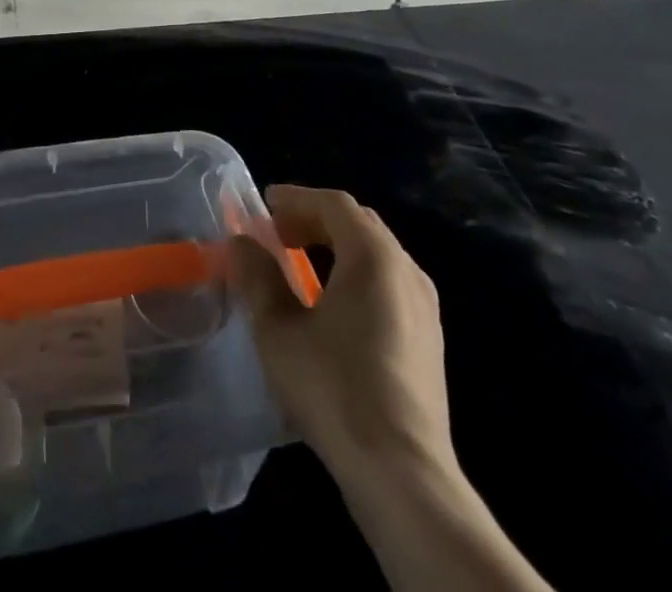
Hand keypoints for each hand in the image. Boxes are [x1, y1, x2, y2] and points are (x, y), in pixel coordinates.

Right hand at [233, 187, 553, 591]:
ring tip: (300, 265)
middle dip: (315, 220)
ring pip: (377, 254)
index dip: (296, 198)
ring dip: (336, 247)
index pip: (334, 204)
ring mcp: (424, 306)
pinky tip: (333, 305)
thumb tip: (242, 242)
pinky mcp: (430, 339)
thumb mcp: (278, 329)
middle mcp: (406, 269)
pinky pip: (389, 282)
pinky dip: (356, 273)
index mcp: (373, 256)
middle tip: (277, 232)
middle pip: (358, 224)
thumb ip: (257, 276)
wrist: (403, 473)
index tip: (263, 203)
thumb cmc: (334, 388)